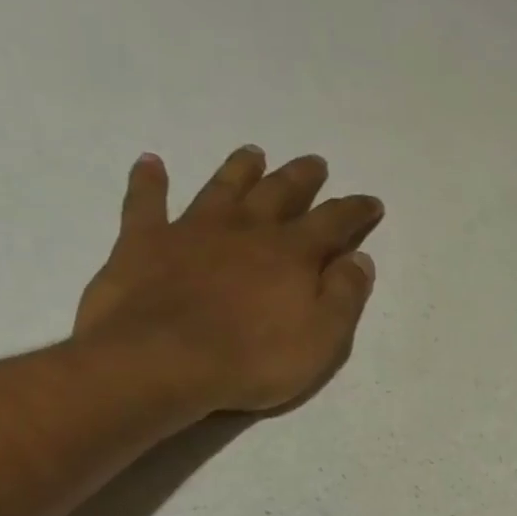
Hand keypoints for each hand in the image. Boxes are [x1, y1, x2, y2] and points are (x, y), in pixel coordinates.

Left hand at [74, 145, 381, 413]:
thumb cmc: (254, 359)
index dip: (355, 211)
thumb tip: (360, 258)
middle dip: (301, 178)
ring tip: (253, 153)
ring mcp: (192, 230)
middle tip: (315, 163)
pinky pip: (145, 201)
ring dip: (240, 168)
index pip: (333, 222)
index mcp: (292, 254)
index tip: (371, 202)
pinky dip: (148, 180)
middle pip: (279, 192)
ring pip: (222, 187)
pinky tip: (150, 162)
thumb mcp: (322, 338)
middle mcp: (246, 230)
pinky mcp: (144, 242)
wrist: (160, 362)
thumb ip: (345, 296)